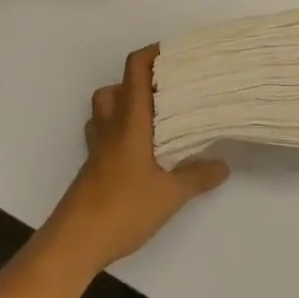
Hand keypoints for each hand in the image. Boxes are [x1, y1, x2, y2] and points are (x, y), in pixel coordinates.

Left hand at [45, 45, 229, 271]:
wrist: (74, 243)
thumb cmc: (122, 209)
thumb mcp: (170, 195)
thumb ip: (198, 177)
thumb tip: (224, 164)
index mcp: (129, 122)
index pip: (134, 71)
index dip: (152, 54)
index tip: (174, 54)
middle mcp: (110, 127)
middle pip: (114, 88)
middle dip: (138, 82)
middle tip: (167, 91)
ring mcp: (97, 149)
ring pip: (104, 111)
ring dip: (124, 106)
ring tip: (154, 119)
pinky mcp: (91, 168)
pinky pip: (103, 135)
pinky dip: (118, 132)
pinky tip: (140, 153)